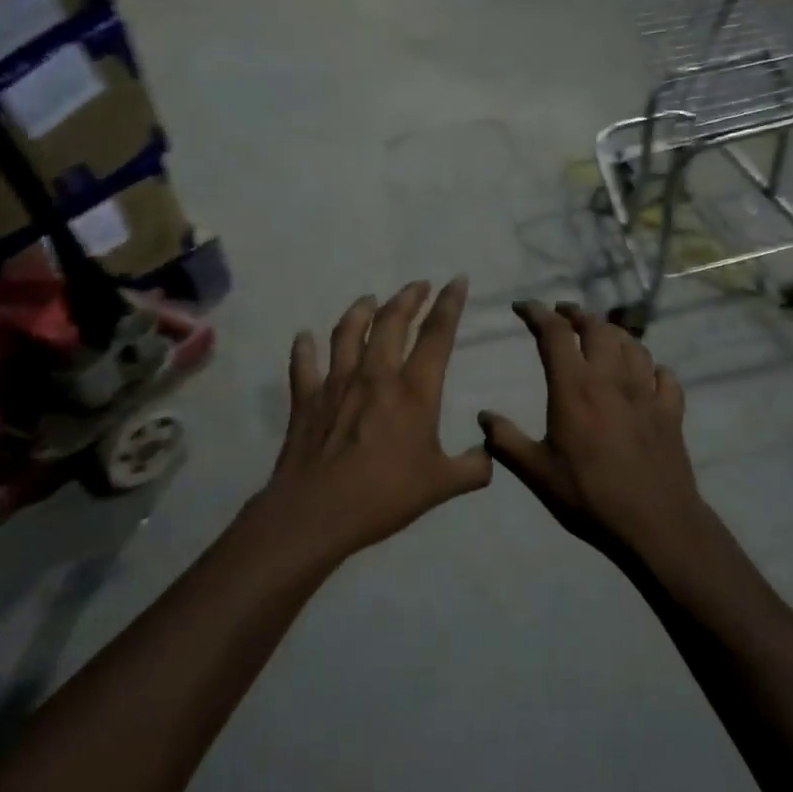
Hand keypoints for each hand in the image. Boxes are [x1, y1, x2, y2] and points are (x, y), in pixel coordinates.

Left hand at [246, 279, 490, 565]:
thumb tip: (489, 454)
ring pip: (348, 332)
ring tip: (369, 299)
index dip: (449, 304)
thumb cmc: (385, 496)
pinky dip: (304, 347)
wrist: (318, 511)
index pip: (437, 336)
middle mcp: (376, 375)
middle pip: (391, 322)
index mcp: (414, 391)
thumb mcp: (442, 485)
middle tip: (417, 284)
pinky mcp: (306, 399)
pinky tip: (304, 336)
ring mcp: (336, 383)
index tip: (457, 280)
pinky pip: (303, 364)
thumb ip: (472, 468)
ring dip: (360, 310)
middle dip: (407, 297)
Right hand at [479, 302, 714, 560]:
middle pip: (598, 328)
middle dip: (577, 314)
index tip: (523, 306)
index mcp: (575, 388)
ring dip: (613, 333)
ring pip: (633, 345)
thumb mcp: (536, 473)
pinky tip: (646, 374)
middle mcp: (612, 379)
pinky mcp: (671, 412)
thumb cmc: (589, 497)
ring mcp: (646, 393)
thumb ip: (506, 441)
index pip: (554, 334)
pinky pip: (664, 376)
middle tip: (562, 314)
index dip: (537, 313)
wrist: (654, 524)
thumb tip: (484, 417)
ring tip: (600, 335)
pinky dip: (651, 367)